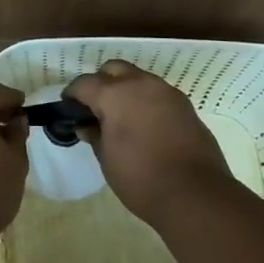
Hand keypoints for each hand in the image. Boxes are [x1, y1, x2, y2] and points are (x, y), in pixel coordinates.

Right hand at [63, 60, 232, 223]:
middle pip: (113, 69)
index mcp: (116, 94)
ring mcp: (167, 91)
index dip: (72, 94)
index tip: (68, 108)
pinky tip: (144, 124)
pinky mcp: (185, 104)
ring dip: (125, 89)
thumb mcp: (107, 159)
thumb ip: (94, 135)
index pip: (85, 83)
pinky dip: (145, 100)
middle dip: (100, 82)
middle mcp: (141, 84)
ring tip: (120, 117)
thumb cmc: (141, 178)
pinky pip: (157, 93)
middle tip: (95, 108)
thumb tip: (85, 125)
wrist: (195, 193)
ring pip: (138, 78)